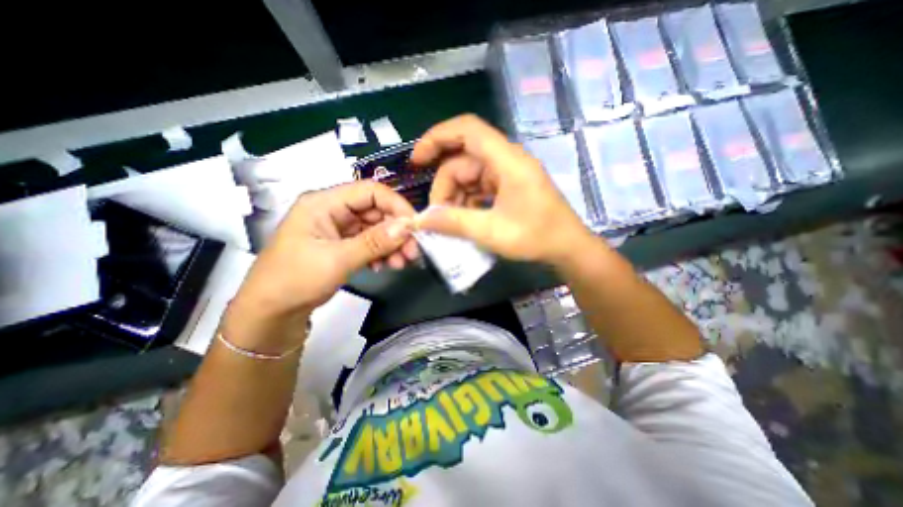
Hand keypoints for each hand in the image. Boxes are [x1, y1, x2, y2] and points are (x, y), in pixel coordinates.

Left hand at [229, 182, 419, 343]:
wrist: (271, 314)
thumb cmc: (295, 281)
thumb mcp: (337, 260)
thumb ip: (375, 242)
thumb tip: (408, 227)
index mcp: (324, 203)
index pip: (370, 191)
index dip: (396, 205)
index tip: (415, 226)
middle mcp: (333, 211)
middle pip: (376, 211)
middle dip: (397, 231)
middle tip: (412, 252)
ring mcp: (338, 229)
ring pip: (376, 228)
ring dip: (392, 244)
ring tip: (402, 263)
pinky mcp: (342, 245)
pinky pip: (370, 243)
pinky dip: (381, 253)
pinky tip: (386, 266)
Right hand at [410, 116, 594, 265]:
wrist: (568, 247)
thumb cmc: (536, 237)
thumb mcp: (491, 232)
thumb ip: (454, 223)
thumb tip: (420, 220)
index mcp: (507, 161)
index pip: (467, 129)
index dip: (438, 137)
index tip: (417, 160)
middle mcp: (507, 161)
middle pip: (463, 160)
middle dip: (445, 186)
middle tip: (436, 215)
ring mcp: (508, 174)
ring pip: (469, 176)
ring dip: (455, 197)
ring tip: (450, 223)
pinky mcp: (508, 186)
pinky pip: (479, 187)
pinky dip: (467, 202)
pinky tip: (465, 220)